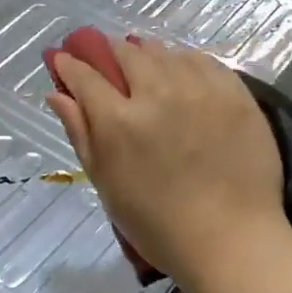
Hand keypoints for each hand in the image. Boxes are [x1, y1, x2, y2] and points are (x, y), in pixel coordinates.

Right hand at [46, 37, 286, 284]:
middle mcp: (158, 92)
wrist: (231, 240)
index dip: (69, 63)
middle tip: (106, 62)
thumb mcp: (106, 183)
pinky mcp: (234, 92)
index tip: (64, 59)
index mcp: (119, 121)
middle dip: (108, 52)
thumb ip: (80, 132)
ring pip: (164, 52)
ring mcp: (200, 89)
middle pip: (125, 53)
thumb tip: (57, 94)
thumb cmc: (157, 224)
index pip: (84, 75)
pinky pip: (202, 61)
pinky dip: (184, 63)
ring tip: (145, 70)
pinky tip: (182, 77)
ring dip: (147, 55)